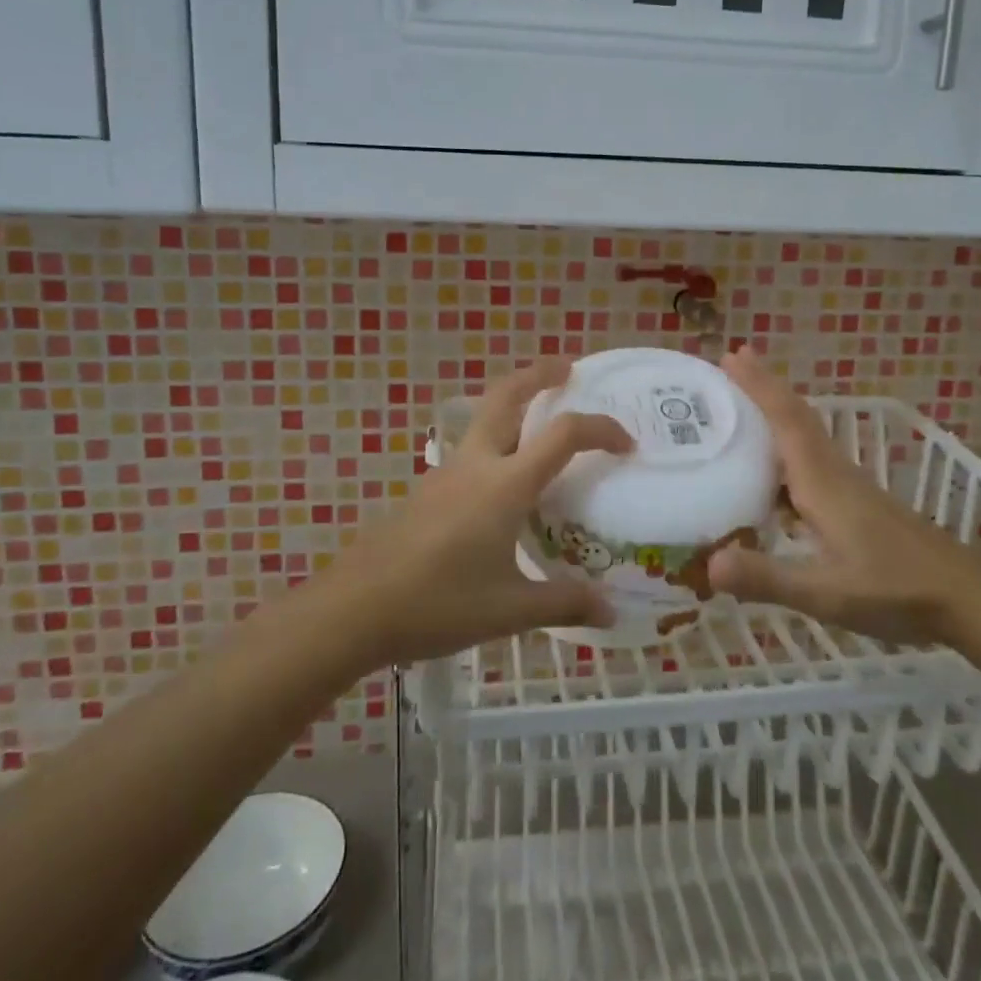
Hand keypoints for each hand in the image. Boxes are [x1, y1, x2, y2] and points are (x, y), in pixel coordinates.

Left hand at [321, 359, 632, 666]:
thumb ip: (563, 603)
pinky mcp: (426, 490)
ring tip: (540, 423)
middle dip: (538, 374)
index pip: (563, 434)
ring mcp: (445, 473)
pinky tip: (502, 484)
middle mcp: (476, 464)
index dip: (601, 428)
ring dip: (513, 405)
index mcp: (505, 485)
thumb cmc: (437, 604)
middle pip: (506, 395)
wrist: (353, 608)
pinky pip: (469, 450)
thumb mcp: (509, 611)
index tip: (626, 443)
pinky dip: (494, 441)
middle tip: (567, 369)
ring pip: (483, 418)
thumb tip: (610, 611)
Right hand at [706, 346, 976, 645]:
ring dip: (774, 416)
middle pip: (796, 418)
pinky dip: (786, 452)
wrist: (968, 597)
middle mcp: (834, 474)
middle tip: (729, 366)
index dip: (759, 386)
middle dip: (763, 389)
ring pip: (805, 438)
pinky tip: (771, 478)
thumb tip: (708, 564)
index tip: (732, 355)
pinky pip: (812, 462)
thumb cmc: (897, 590)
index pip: (786, 420)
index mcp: (822, 482)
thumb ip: (769, 578)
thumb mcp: (827, 593)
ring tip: (738, 411)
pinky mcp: (858, 504)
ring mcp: (850, 488)